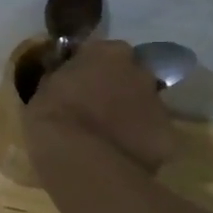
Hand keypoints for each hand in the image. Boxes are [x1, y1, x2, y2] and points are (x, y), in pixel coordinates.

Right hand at [25, 38, 180, 173]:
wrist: (79, 160)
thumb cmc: (52, 117)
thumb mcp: (45, 88)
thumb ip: (62, 77)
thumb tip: (66, 77)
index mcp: (108, 53)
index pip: (103, 52)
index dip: (92, 69)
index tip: (79, 83)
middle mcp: (140, 71)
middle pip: (131, 77)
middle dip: (118, 90)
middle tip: (96, 111)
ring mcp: (158, 104)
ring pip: (145, 107)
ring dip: (131, 117)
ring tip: (108, 140)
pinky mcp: (167, 137)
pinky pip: (153, 138)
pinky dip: (141, 145)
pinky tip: (122, 159)